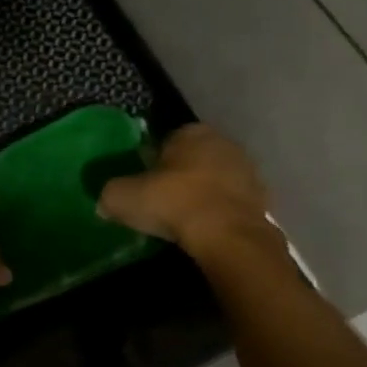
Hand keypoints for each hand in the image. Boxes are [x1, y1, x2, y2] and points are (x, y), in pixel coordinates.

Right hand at [98, 125, 274, 255]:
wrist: (227, 235)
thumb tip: (105, 203)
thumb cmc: (173, 203)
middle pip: (192, 159)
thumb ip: (110, 194)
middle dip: (178, 176)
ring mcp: (247, 170)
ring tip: (182, 221)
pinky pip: (230, 203)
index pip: (165, 141)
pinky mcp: (261, 199)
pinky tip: (204, 230)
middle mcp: (223, 142)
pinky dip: (218, 213)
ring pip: (214, 180)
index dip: (151, 163)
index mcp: (191, 132)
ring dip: (201, 194)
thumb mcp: (123, 198)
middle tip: (160, 202)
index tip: (142, 184)